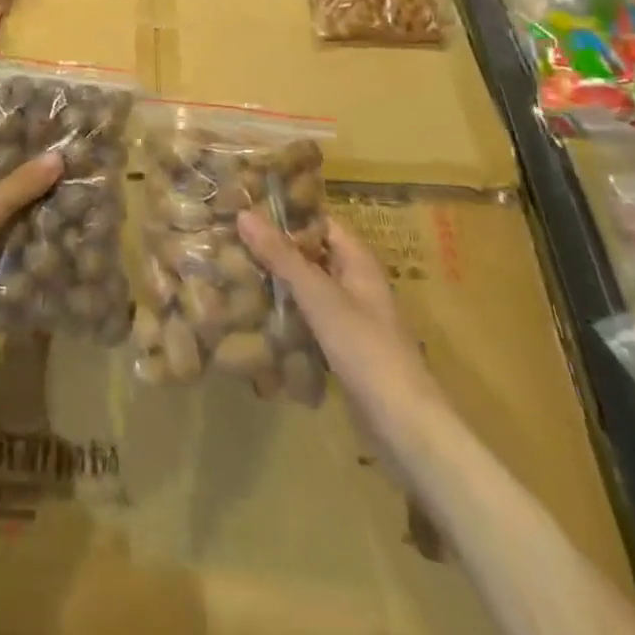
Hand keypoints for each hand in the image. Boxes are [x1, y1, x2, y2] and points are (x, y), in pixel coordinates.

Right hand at [236, 210, 437, 413]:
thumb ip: (281, 255)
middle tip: (229, 240)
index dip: (286, 214)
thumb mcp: (319, 296)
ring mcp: (350, 318)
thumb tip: (243, 213)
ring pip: (307, 288)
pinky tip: (255, 317)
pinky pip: (308, 320)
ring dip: (278, 282)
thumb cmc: (365, 349)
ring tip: (233, 272)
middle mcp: (356, 283)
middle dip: (275, 249)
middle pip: (311, 255)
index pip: (319, 222)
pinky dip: (286, 314)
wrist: (404, 426)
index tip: (245, 207)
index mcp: (358, 261)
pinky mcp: (342, 349)